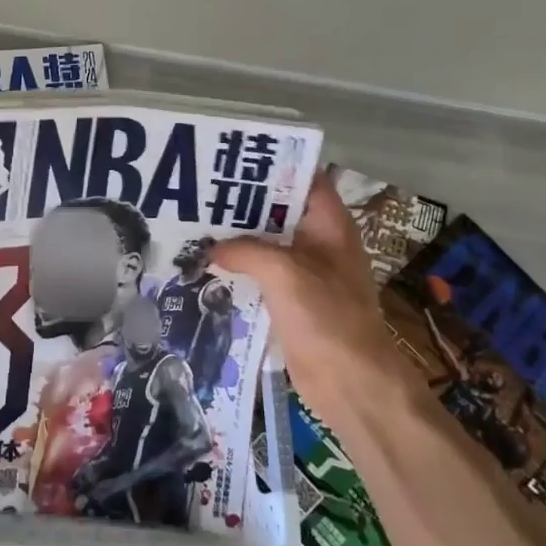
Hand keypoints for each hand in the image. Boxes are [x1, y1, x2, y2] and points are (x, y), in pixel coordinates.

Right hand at [210, 175, 407, 418]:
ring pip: (267, 245)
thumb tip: (212, 249)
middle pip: (279, 211)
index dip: (274, 166)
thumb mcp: (285, 274)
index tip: (234, 161)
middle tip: (201, 193)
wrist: (351, 384)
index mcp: (330, 226)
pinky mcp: (292, 301)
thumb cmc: (328, 319)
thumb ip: (246, 251)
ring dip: (237, 238)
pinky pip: (261, 275)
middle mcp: (319, 244)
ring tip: (195, 225)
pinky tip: (206, 266)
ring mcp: (306, 274)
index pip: (304, 180)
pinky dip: (238, 269)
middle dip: (244, 203)